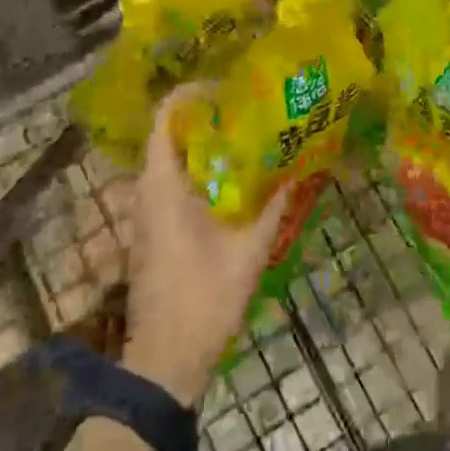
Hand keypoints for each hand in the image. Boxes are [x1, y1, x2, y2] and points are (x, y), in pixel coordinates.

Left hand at [121, 85, 290, 405]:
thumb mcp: (249, 249)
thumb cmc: (203, 299)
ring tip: (249, 135)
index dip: (196, 92)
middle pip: (172, 132)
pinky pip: (173, 181)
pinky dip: (201, 168)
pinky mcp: (153, 229)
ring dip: (206, 142)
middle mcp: (147, 189)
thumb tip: (302, 163)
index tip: (233, 89)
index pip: (168, 115)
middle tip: (251, 108)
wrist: (164, 361)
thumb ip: (275, 203)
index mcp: (162, 184)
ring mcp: (146, 211)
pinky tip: (235, 179)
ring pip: (172, 157)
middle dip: (210, 114)